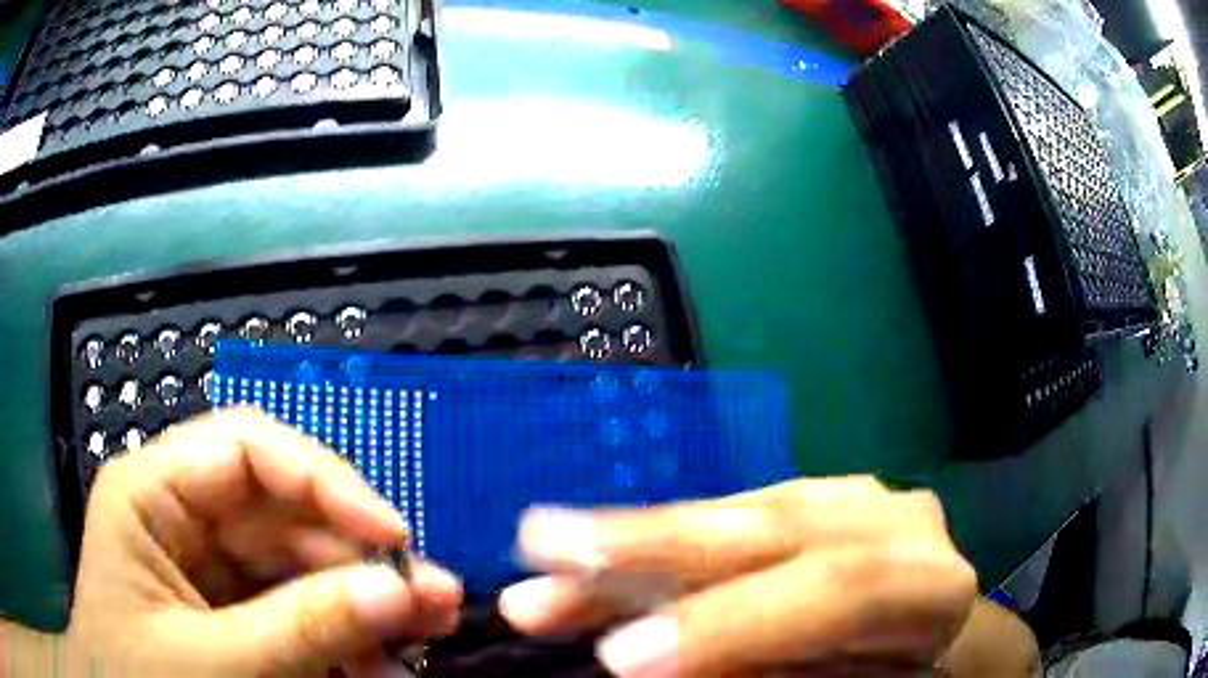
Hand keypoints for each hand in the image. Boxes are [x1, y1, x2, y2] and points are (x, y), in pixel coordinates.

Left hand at [67, 409, 461, 676]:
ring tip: (424, 638)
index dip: (325, 480)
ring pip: (304, 567)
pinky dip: (346, 638)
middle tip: (434, 603)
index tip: (393, 535)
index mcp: (154, 493)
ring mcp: (213, 569)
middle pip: (287, 514)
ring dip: (365, 605)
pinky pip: (302, 611)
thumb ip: (299, 629)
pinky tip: (380, 665)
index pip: (247, 448)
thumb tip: (398, 591)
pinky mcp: (236, 614)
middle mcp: (186, 517)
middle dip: (362, 560)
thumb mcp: (212, 664)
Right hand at [499, 477, 978, 676]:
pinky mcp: (816, 495)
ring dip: (637, 536)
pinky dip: (661, 534)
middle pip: (779, 527)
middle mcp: (895, 524)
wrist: (935, 630)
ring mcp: (856, 498)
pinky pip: (735, 513)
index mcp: (929, 587)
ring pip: (743, 510)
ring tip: (546, 543)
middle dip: (654, 548)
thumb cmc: (897, 677)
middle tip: (544, 552)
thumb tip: (661, 667)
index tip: (616, 659)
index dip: (729, 624)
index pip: (839, 593)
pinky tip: (601, 546)